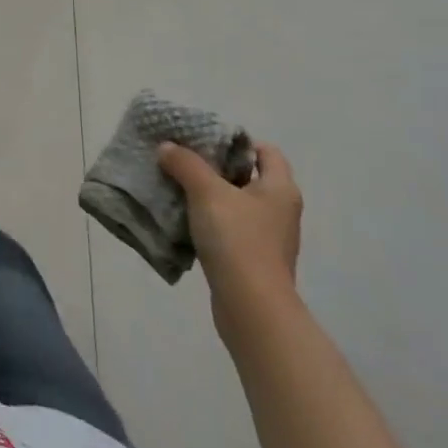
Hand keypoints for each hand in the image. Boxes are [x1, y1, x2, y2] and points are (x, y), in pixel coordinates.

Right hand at [159, 140, 302, 331]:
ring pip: (236, 204)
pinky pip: (229, 229)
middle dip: (215, 167)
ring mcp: (268, 238)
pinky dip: (209, 222)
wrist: (251, 307)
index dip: (238, 141)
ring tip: (177, 187)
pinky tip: (184, 220)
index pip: (266, 151)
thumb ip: (185, 164)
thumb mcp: (206, 192)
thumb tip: (167, 147)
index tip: (205, 140)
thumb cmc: (237, 239)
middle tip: (183, 159)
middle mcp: (280, 210)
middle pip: (248, 176)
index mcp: (280, 188)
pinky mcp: (253, 260)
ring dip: (209, 196)